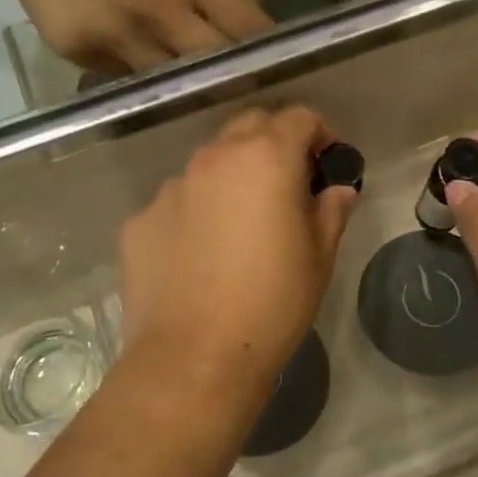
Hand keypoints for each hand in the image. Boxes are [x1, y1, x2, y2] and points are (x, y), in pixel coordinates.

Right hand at [0, 0, 270, 73]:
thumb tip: (235, 28)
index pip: (245, 27)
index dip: (266, 50)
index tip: (281, 65)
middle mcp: (156, 11)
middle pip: (213, 64)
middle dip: (233, 77)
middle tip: (247, 89)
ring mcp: (116, 38)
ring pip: (169, 82)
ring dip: (186, 84)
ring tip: (197, 90)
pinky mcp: (80, 54)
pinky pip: (125, 78)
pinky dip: (139, 75)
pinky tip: (139, 66)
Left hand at [120, 107, 359, 385]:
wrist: (194, 359)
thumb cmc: (272, 304)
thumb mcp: (319, 257)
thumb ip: (331, 210)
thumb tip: (338, 189)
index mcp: (265, 159)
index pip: (298, 117)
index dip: (321, 133)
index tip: (328, 162)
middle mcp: (212, 159)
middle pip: (249, 126)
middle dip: (275, 143)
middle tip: (289, 184)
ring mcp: (169, 188)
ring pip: (209, 165)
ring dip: (232, 178)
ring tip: (240, 225)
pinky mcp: (139, 221)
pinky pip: (177, 203)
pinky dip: (196, 213)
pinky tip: (201, 256)